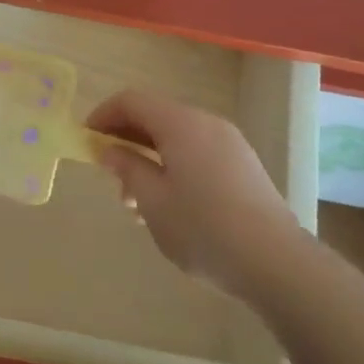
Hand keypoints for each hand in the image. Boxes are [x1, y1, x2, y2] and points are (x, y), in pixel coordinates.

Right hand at [86, 89, 297, 289]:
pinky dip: (172, 166)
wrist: (277, 264)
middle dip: (125, 140)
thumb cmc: (203, 228)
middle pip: (155, 116)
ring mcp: (229, 144)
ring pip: (175, 138)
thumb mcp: (152, 200)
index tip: (85, 141)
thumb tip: (108, 149)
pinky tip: (167, 206)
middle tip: (109, 175)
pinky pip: (196, 152)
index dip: (103, 115)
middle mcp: (206, 123)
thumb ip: (127, 167)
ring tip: (135, 202)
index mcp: (181, 124)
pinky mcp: (243, 166)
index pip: (131, 100)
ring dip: (148, 158)